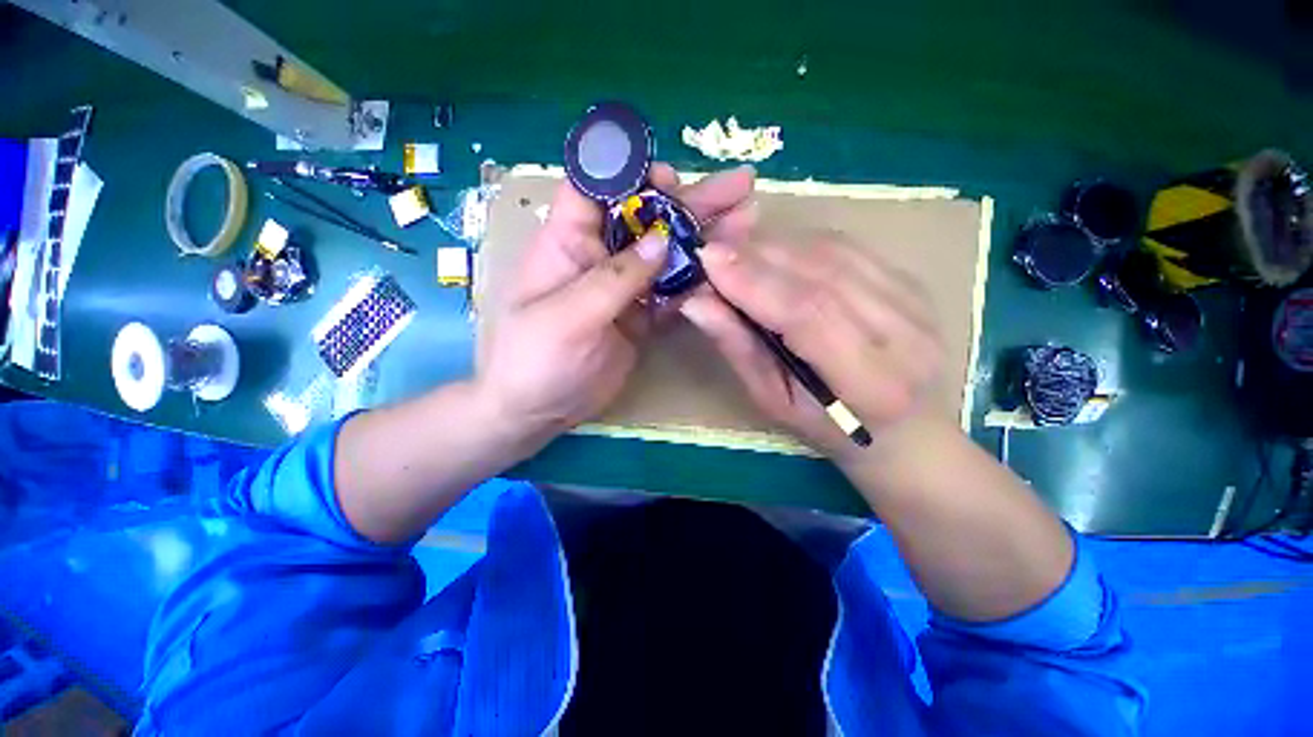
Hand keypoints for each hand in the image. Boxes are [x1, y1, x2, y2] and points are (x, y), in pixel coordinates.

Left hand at [477, 163, 757, 449]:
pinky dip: (699, 281)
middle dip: (690, 201)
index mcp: (569, 242)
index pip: (596, 187)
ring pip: (668, 253)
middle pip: (647, 216)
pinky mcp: (641, 315)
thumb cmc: (534, 360)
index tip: (671, 175)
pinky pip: (673, 291)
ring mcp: (625, 287)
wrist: (539, 410)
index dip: (630, 172)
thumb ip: (615, 278)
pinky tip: (729, 270)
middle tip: (739, 187)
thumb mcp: (568, 316)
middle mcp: (601, 256)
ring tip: (748, 220)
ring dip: (704, 237)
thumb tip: (662, 240)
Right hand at [680, 233, 943, 463]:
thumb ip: (740, 349)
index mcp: (869, 381)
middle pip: (821, 273)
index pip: (808, 314)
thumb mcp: (775, 402)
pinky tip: (771, 249)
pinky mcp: (910, 280)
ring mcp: (913, 300)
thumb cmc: (831, 428)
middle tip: (712, 248)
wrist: (909, 426)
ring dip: (775, 244)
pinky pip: (846, 247)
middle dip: (757, 255)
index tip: (708, 259)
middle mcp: (902, 332)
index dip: (755, 281)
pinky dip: (799, 242)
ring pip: (833, 252)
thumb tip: (696, 303)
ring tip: (734, 248)